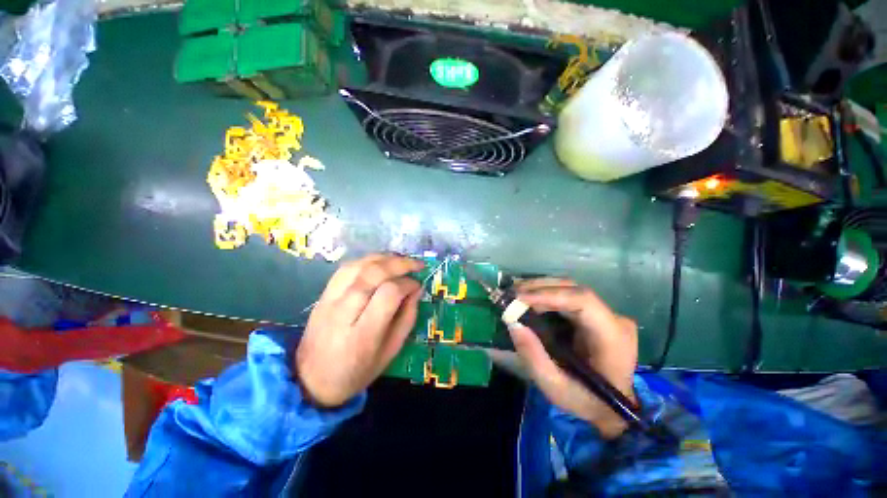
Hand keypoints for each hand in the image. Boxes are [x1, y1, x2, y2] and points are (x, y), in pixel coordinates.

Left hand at [296, 254, 423, 407]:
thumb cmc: (356, 371)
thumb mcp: (390, 352)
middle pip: (373, 274)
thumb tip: (416, 290)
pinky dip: (367, 260)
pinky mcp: (323, 294)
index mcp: (363, 334)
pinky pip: (346, 267)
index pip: (389, 294)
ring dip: (384, 258)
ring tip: (402, 260)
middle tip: (417, 265)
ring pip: (359, 266)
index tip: (418, 286)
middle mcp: (344, 312)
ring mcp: (329, 300)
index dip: (407, 284)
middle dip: (400, 264)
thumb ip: (407, 318)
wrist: (310, 379)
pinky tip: (380, 263)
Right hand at [507, 279, 637, 438]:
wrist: (612, 410)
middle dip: (539, 288)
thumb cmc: (586, 401)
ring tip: (516, 294)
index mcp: (612, 337)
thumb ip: (533, 357)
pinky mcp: (597, 314)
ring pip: (570, 289)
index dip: (549, 294)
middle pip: (574, 289)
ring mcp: (607, 314)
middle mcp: (614, 319)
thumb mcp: (555, 387)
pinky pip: (568, 297)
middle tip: (511, 292)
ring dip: (540, 289)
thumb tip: (513, 323)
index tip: (520, 298)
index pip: (582, 300)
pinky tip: (529, 299)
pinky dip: (546, 295)